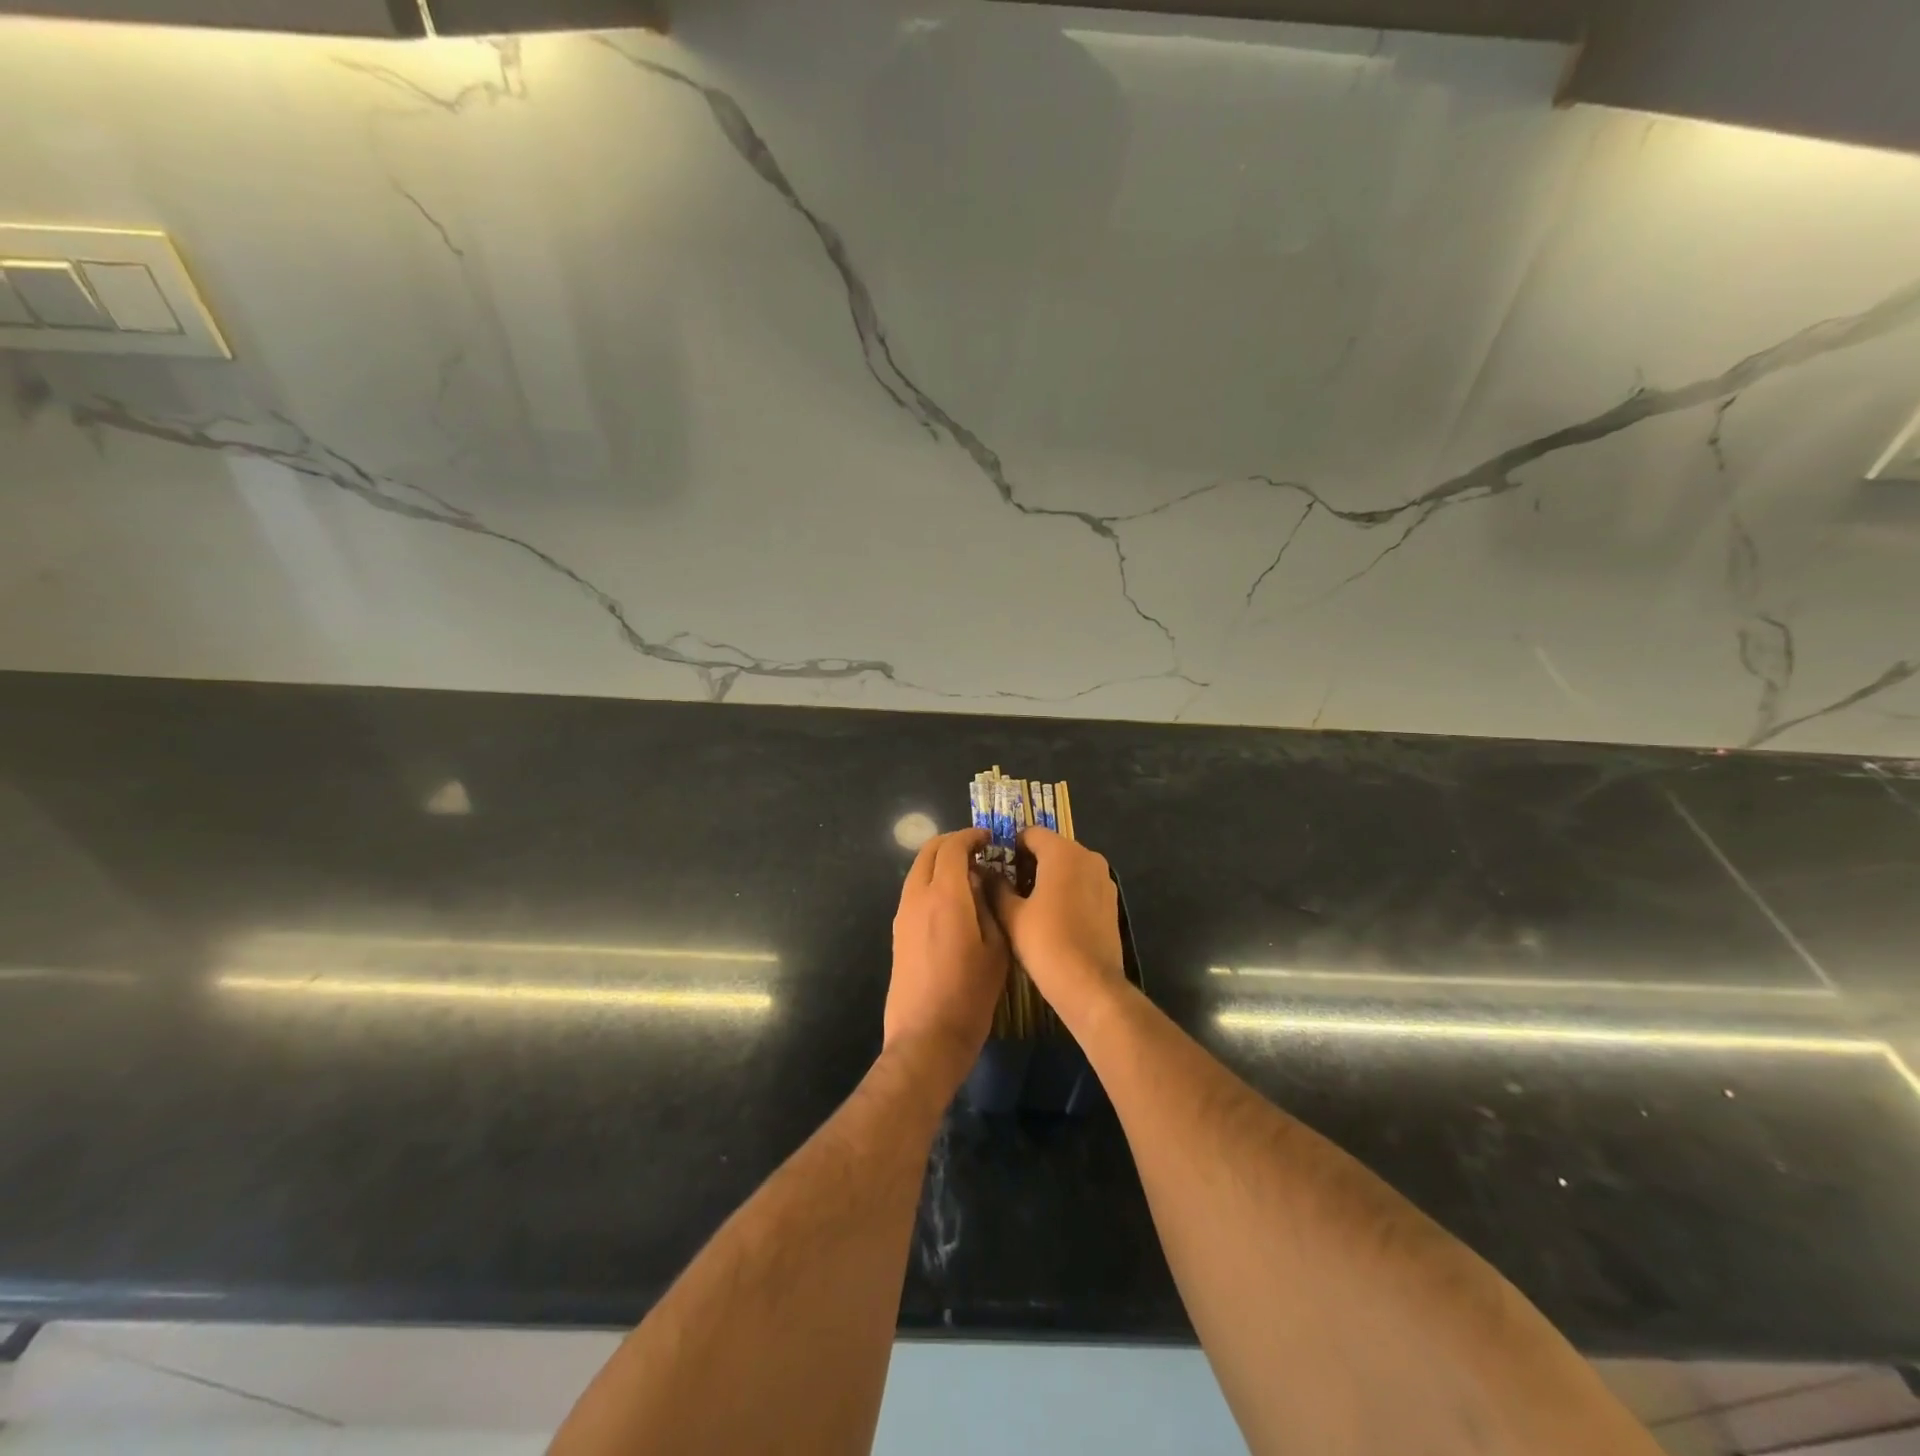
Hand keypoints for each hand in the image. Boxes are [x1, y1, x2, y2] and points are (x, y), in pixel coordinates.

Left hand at [886, 829, 1008, 1074]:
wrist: (926, 1036)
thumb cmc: (970, 994)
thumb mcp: (996, 948)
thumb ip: (989, 905)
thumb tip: (981, 881)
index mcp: (944, 895)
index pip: (952, 847)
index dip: (971, 836)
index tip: (990, 838)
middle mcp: (917, 897)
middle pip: (928, 852)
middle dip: (952, 843)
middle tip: (979, 851)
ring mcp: (902, 915)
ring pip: (918, 871)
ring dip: (940, 863)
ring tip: (970, 875)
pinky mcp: (898, 933)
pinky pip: (914, 892)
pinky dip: (932, 882)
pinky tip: (954, 901)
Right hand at [984, 827, 1124, 1026]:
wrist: (1089, 984)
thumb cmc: (1046, 943)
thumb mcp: (1011, 915)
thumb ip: (996, 887)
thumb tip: (986, 873)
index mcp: (1063, 852)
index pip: (1030, 833)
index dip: (1009, 848)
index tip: (995, 868)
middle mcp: (1088, 856)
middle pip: (1051, 847)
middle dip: (1028, 862)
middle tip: (1006, 887)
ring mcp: (1104, 878)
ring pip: (1067, 866)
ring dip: (1047, 876)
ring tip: (1026, 903)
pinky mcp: (1111, 900)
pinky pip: (1082, 883)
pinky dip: (1065, 890)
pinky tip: (1050, 916)